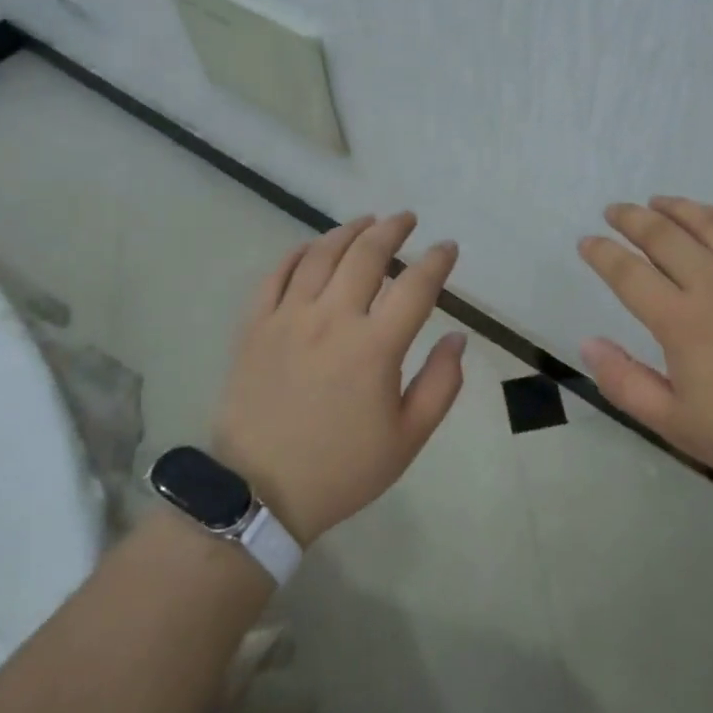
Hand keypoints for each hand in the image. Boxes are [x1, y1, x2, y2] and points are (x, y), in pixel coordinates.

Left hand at [213, 214, 464, 543]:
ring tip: (367, 222)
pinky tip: (312, 247)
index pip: (415, 286)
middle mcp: (332, 319)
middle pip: (366, 255)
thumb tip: (457, 338)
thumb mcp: (408, 439)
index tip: (448, 248)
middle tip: (407, 219)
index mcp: (375, 347)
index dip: (437, 261)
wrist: (258, 493)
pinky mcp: (255, 326)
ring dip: (348, 231)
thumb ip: (441, 384)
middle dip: (392, 229)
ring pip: (321, 255)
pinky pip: (276, 274)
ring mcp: (288, 318)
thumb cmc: (342, 469)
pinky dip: (298, 253)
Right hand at [577, 197, 712, 503]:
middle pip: (663, 235)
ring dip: (678, 207)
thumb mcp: (676, 424)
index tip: (586, 242)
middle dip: (631, 218)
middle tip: (613, 211)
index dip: (601, 253)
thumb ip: (626, 382)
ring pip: (709, 223)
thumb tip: (588, 343)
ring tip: (658, 202)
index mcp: (681, 321)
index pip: (628, 273)